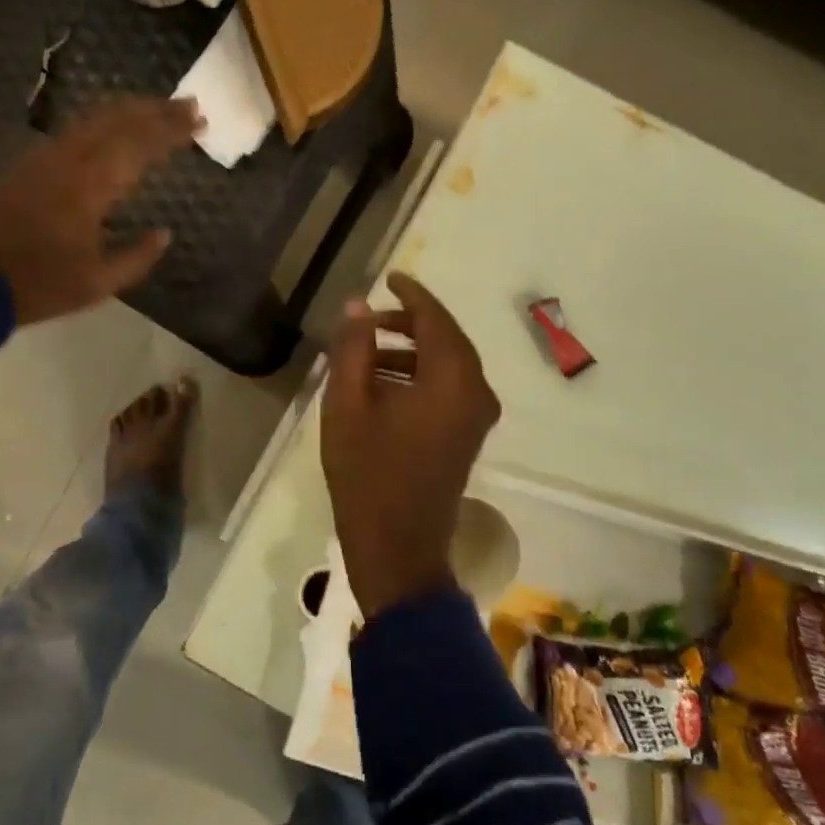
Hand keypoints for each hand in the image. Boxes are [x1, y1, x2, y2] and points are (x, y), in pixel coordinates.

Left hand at [0, 98, 200, 324]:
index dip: (172, 130)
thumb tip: (164, 233)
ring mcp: (44, 158)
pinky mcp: (27, 164)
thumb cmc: (41, 285)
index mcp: (90, 187)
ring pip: (92, 118)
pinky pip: (72, 131)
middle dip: (156, 109)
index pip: (140, 144)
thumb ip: (137, 256)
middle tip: (189, 105)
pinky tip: (110, 129)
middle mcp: (69, 160)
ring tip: (156, 108)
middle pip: (118, 119)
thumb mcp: (99, 283)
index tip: (200, 121)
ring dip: (128, 110)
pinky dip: (101, 122)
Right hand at [322, 272, 502, 618]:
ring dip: (411, 351)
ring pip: (447, 365)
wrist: (396, 546)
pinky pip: (447, 388)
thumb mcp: (348, 405)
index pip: (436, 319)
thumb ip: (353, 349)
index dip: (411, 295)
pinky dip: (419, 376)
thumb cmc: (367, 474)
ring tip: (366, 350)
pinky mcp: (467, 436)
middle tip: (369, 318)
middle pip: (446, 340)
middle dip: (409, 323)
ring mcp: (476, 417)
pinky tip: (381, 382)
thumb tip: (357, 306)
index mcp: (452, 380)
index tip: (388, 277)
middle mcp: (476, 393)